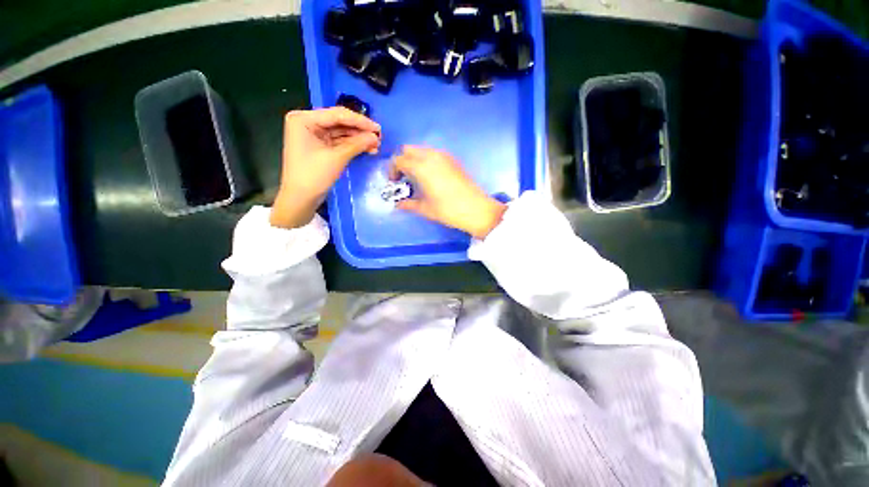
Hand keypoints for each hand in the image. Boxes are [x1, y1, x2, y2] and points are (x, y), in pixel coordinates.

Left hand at [270, 107, 381, 228]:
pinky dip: (352, 145)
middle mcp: (307, 122)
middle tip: (379, 138)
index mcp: (304, 119)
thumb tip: (375, 137)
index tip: (378, 129)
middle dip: (360, 131)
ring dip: (358, 139)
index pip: (337, 115)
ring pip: (341, 132)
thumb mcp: (336, 158)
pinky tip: (367, 149)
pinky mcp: (319, 146)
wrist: (301, 198)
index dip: (360, 121)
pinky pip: (339, 142)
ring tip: (376, 145)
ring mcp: (313, 134)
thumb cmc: (313, 176)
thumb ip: (356, 144)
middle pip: (339, 122)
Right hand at [389, 146, 505, 238]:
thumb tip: (398, 204)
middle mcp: (431, 156)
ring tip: (417, 178)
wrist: (476, 209)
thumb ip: (408, 204)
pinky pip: (434, 154)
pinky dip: (426, 160)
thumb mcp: (425, 209)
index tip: (394, 183)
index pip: (399, 160)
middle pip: (409, 150)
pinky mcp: (453, 160)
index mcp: (421, 167)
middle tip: (404, 178)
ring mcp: (444, 156)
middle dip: (402, 161)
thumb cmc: (448, 210)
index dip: (392, 170)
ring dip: (414, 160)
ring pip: (422, 150)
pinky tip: (430, 177)